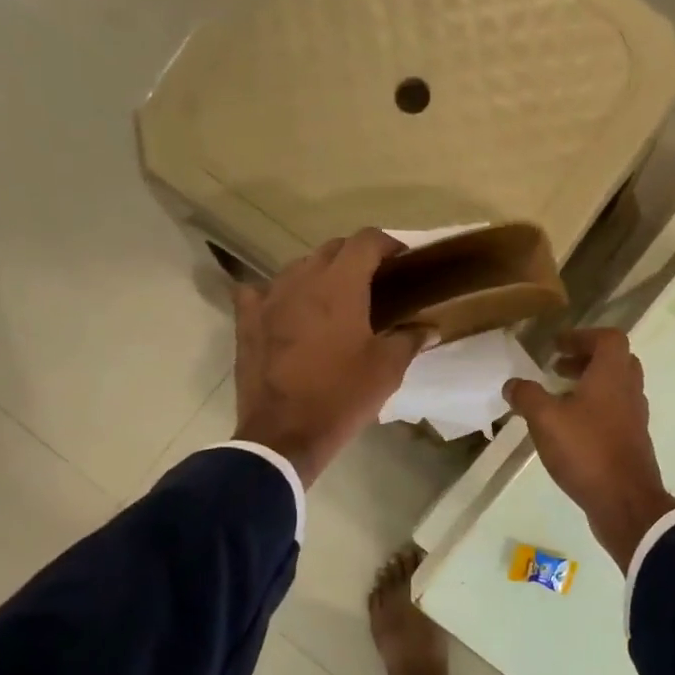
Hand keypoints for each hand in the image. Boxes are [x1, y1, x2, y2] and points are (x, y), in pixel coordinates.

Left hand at [232, 230, 426, 487]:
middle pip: (331, 249)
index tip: (401, 260)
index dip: (387, 244)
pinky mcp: (246, 320)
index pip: (365, 241)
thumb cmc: (341, 397)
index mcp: (340, 285)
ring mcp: (268, 298)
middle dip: (355, 257)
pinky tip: (285, 308)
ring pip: (297, 267)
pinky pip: (259, 291)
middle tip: (373, 282)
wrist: (284, 434)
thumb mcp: (386, 370)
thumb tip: (428, 328)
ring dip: (319, 274)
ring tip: (333, 298)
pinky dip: (276, 294)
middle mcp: (302, 279)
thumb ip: (409, 340)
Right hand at [503, 328, 674, 569]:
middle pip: (615, 361)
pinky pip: (614, 414)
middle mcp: (629, 391)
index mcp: (612, 376)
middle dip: (586, 360)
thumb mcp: (545, 420)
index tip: (556, 346)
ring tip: (559, 398)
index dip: (582, 336)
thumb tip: (512, 384)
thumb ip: (527, 397)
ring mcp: (634, 419)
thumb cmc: (586, 451)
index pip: (608, 338)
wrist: (625, 502)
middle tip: (557, 368)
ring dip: (590, 386)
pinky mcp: (632, 443)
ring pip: (616, 389)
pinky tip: (570, 430)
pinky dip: (594, 410)